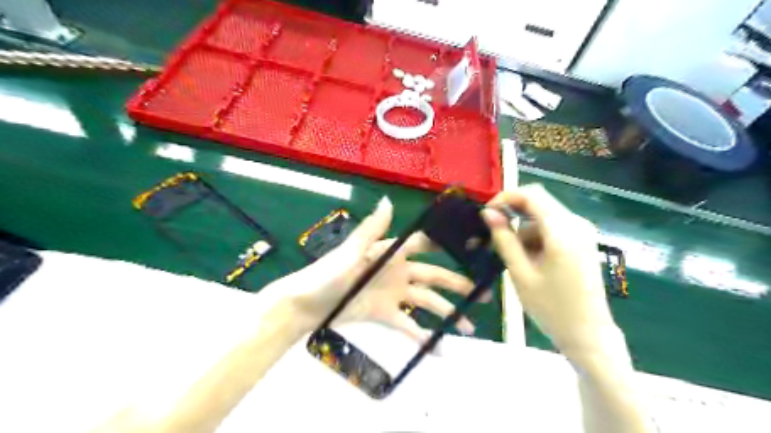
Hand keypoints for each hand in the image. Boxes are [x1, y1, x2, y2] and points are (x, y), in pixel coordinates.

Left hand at [263, 197, 476, 341]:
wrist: (306, 304)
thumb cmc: (328, 273)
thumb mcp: (351, 250)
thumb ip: (372, 228)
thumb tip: (388, 200)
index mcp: (390, 252)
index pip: (423, 245)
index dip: (446, 245)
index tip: (471, 248)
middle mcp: (397, 272)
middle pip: (434, 276)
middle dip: (458, 284)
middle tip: (482, 294)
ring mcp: (393, 295)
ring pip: (427, 303)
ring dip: (447, 314)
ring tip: (468, 328)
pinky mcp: (386, 315)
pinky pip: (408, 327)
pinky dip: (423, 338)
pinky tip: (439, 351)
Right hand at [481, 184, 618, 356]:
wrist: (589, 335)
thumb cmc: (551, 308)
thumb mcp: (520, 273)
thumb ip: (504, 239)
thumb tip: (488, 213)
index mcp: (562, 231)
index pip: (531, 194)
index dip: (505, 198)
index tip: (487, 214)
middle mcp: (576, 223)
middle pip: (538, 202)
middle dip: (513, 214)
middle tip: (495, 236)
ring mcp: (582, 231)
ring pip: (543, 215)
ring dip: (524, 229)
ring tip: (517, 259)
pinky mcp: (582, 240)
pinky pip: (552, 226)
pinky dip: (536, 236)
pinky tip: (533, 260)